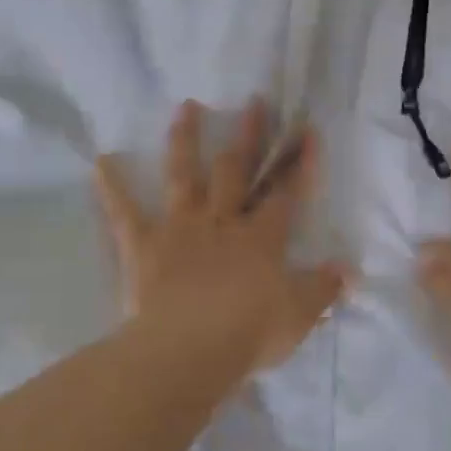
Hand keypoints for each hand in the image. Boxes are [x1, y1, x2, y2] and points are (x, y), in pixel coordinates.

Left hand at [96, 100, 349, 380]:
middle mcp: (222, 222)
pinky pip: (125, 213)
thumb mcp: (299, 315)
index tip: (306, 131)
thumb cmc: (249, 332)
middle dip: (249, 135)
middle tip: (255, 101)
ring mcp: (181, 228)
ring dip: (186, 140)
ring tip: (187, 107)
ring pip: (184, 176)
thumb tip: (348, 270)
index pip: (286, 193)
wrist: (189, 350)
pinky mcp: (145, 246)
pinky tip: (101, 160)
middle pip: (237, 171)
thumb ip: (323, 288)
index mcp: (261, 238)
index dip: (299, 163)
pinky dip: (112, 188)